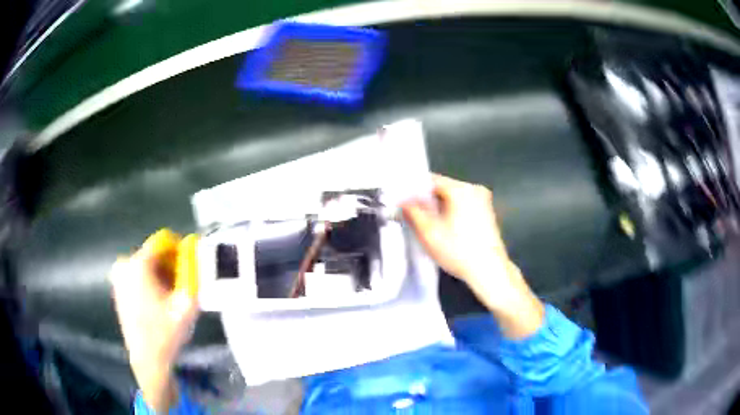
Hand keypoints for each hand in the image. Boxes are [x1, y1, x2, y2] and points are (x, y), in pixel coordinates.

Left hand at [110, 229, 198, 411]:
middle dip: (170, 265)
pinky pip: (138, 275)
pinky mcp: (118, 288)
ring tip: (171, 297)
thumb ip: (193, 274)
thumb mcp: (187, 304)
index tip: (189, 267)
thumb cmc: (166, 332)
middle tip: (182, 286)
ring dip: (161, 274)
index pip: (163, 241)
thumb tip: (196, 250)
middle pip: (154, 254)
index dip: (179, 250)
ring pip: (146, 265)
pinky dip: (150, 281)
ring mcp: (119, 276)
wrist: (148, 359)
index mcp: (139, 264)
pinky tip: (159, 302)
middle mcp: (125, 264)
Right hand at [402, 174, 543, 338]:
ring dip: (439, 208)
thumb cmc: (458, 250)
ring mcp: (484, 201)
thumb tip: (402, 200)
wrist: (489, 271)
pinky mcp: (488, 213)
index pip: (430, 180)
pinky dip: (452, 213)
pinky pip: (464, 206)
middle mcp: (474, 189)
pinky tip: (445, 229)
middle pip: (443, 188)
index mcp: (460, 188)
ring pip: (453, 198)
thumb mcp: (428, 232)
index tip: (402, 203)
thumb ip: (412, 212)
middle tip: (411, 215)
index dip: (413, 191)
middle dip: (426, 201)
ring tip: (426, 224)